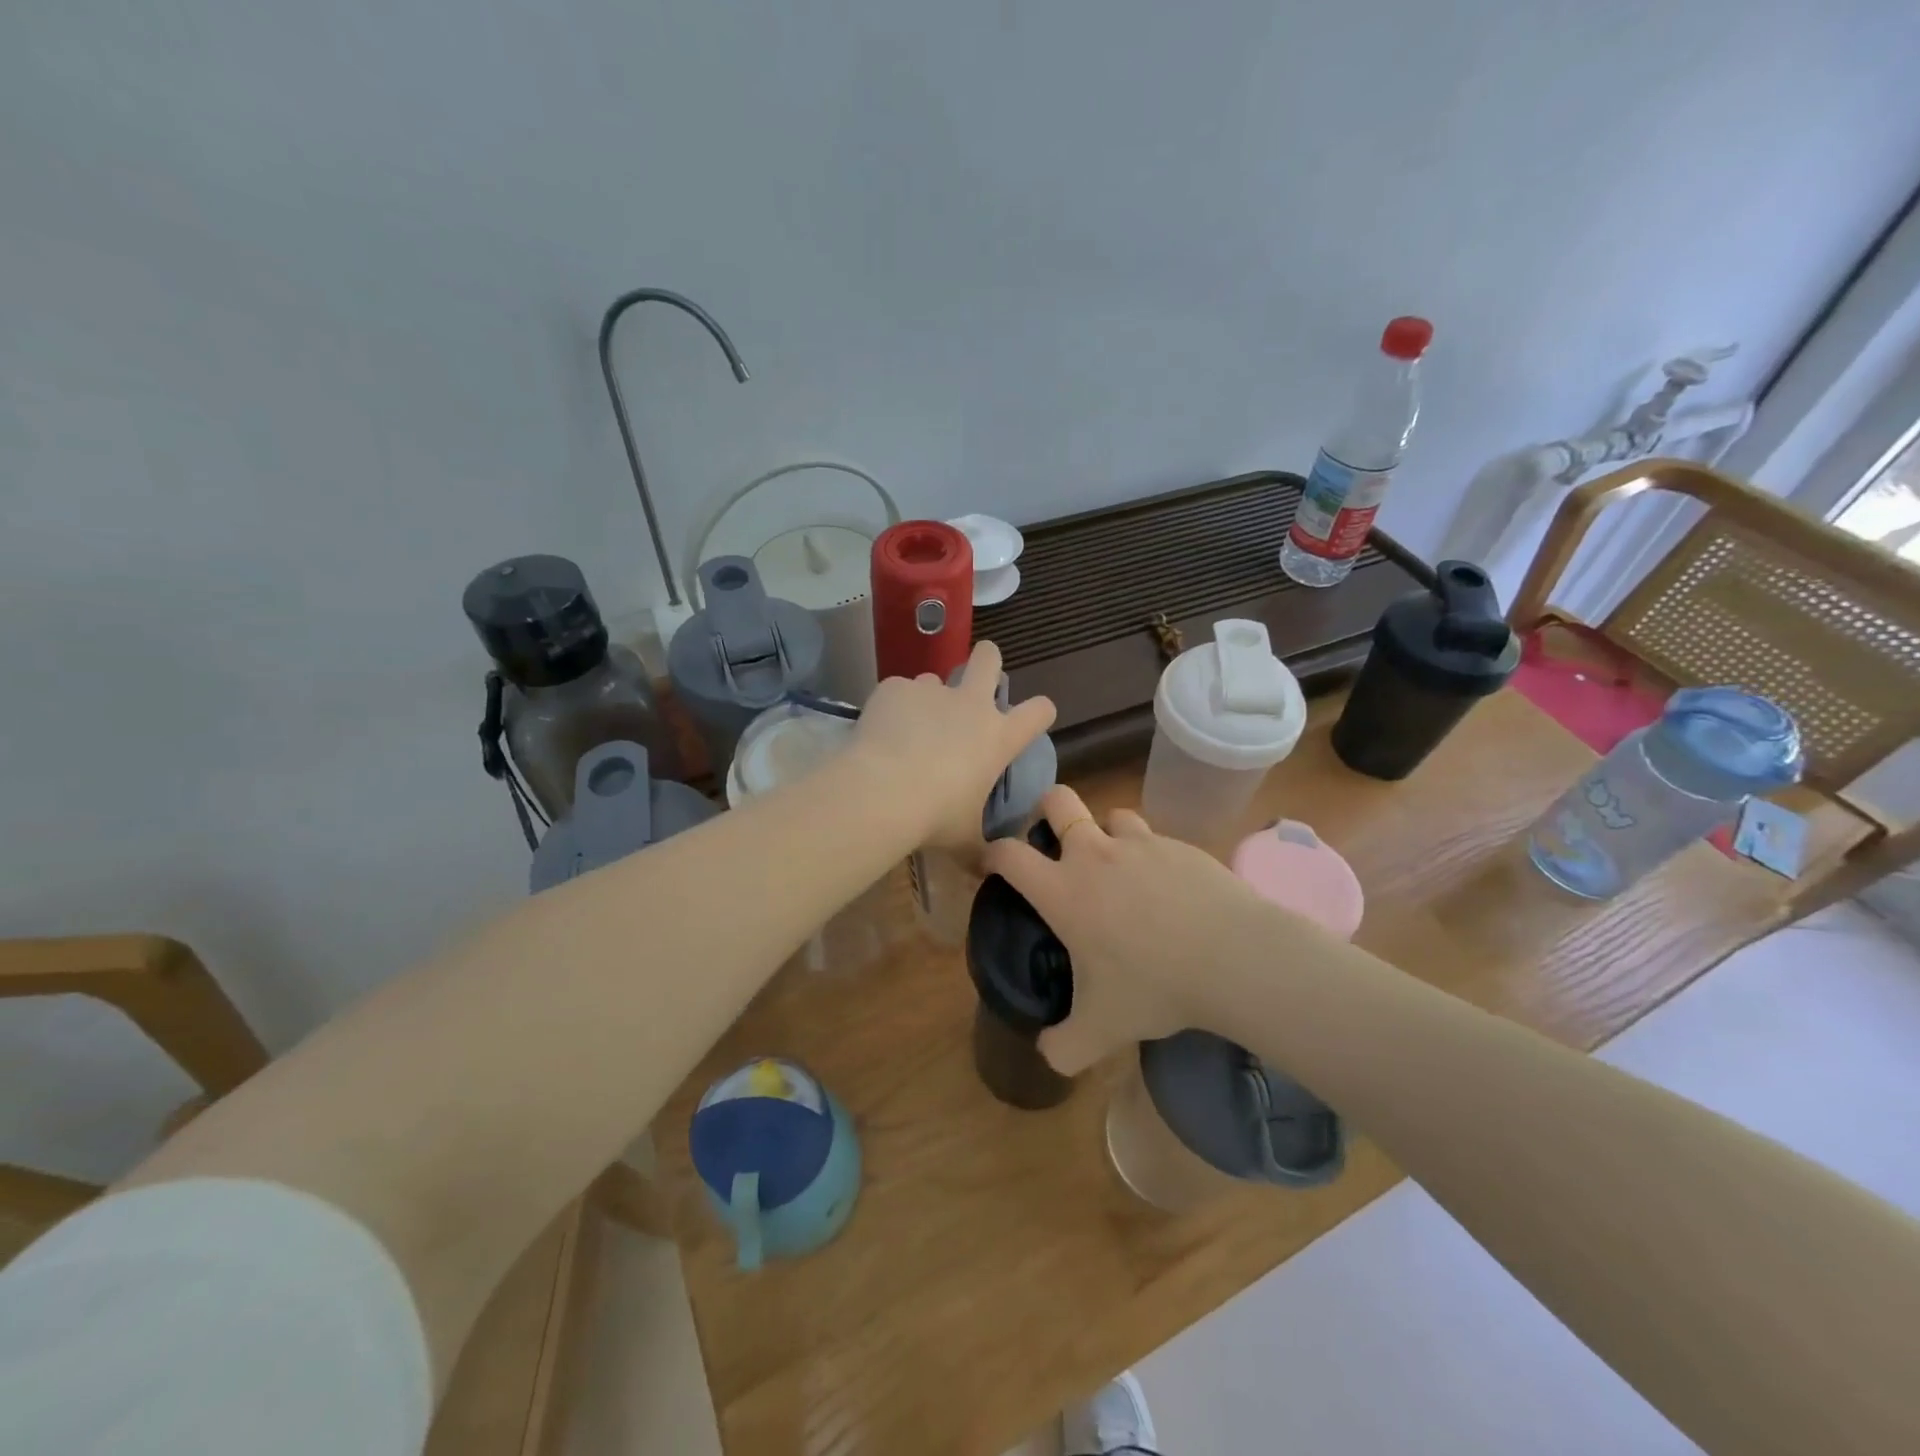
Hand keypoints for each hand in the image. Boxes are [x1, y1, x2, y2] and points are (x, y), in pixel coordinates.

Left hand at [853, 641, 1056, 852]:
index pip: (1039, 711)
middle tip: (978, 674)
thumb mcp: (964, 839)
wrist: (883, 792)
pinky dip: (893, 707)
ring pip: (935, 678)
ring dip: (929, 697)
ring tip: (910, 726)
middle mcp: (970, 705)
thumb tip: (987, 872)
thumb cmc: (935, 817)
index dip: (1040, 710)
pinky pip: (898, 691)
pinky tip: (880, 731)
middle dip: (988, 660)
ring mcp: (931, 691)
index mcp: (998, 737)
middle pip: (989, 659)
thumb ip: (979, 849)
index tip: (1035, 715)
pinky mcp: (895, 688)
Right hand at [982, 786, 1273, 1074]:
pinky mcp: (1179, 845)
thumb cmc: (1154, 987)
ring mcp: (1140, 843)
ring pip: (1110, 815)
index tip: (990, 866)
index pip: (1008, 854)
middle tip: (1052, 841)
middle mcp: (1094, 854)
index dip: (991, 854)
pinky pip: (1153, 838)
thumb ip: (1064, 1046)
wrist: (1233, 957)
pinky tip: (1165, 889)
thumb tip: (1047, 1052)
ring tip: (1116, 866)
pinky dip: (1148, 855)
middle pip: (1057, 801)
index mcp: (1063, 889)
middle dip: (1046, 810)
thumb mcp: (1101, 1031)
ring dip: (1104, 833)